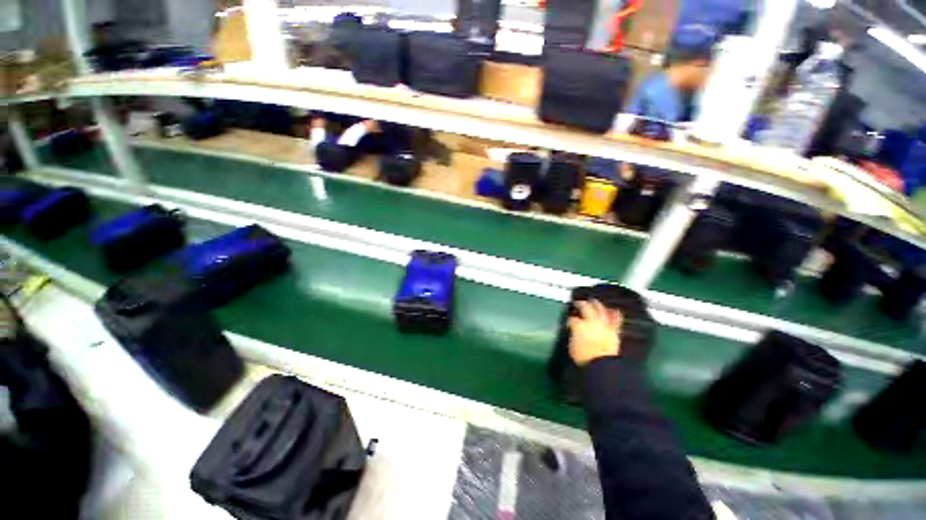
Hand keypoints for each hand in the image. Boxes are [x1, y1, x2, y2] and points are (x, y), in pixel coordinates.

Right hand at [568, 299, 622, 366]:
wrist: (602, 366)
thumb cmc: (584, 358)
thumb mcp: (572, 346)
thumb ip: (573, 335)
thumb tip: (574, 331)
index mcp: (578, 325)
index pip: (572, 319)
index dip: (570, 319)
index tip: (569, 321)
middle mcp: (591, 321)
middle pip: (585, 307)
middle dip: (581, 304)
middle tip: (578, 302)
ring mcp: (604, 324)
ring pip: (600, 309)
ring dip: (596, 304)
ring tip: (593, 301)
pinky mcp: (614, 330)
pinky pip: (616, 320)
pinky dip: (615, 314)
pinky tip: (615, 310)